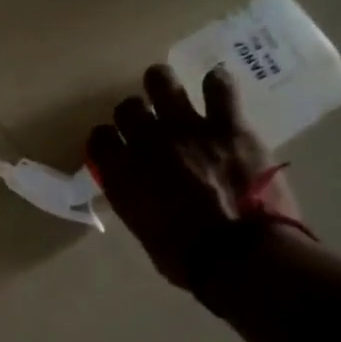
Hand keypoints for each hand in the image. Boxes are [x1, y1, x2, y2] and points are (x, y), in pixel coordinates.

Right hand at [87, 64, 302, 294]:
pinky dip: (216, 84)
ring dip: (161, 83)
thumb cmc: (187, 258)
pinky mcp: (229, 127)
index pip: (99, 139)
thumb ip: (135, 200)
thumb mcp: (144, 231)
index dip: (106, 139)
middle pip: (127, 109)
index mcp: (122, 175)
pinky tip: (215, 85)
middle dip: (133, 113)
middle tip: (145, 122)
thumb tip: (138, 189)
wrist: (241, 257)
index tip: (114, 146)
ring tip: (166, 86)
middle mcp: (147, 145)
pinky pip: (219, 88)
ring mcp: (188, 130)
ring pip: (162, 84)